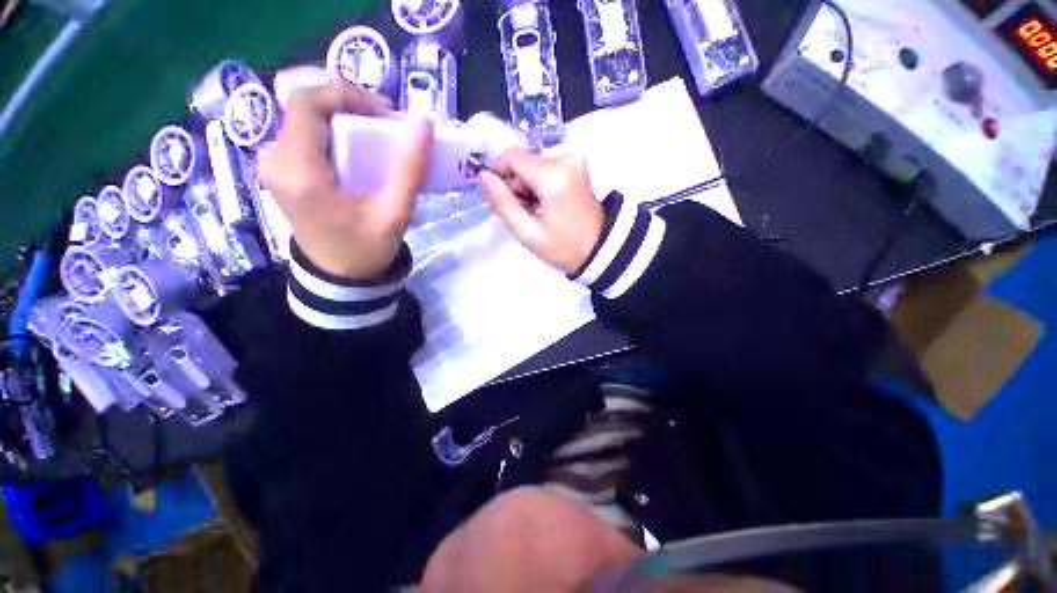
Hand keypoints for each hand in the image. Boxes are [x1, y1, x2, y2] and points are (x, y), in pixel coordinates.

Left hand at [258, 79, 433, 279]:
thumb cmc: (366, 249)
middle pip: (306, 108)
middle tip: (386, 126)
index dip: (346, 95)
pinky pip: (305, 136)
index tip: (384, 113)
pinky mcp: (282, 171)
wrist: (339, 277)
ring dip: (343, 120)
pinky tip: (358, 151)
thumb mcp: (394, 213)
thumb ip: (409, 169)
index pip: (307, 103)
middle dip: (349, 107)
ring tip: (377, 138)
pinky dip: (334, 134)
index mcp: (299, 171)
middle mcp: (276, 160)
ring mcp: (274, 165)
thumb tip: (423, 123)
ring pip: (306, 119)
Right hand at [478, 150, 604, 275]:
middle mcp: (566, 158)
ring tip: (537, 213)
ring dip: (528, 187)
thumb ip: (503, 203)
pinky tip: (547, 206)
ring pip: (534, 165)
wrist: (599, 250)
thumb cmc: (563, 248)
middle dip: (517, 186)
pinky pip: (546, 168)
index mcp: (554, 176)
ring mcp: (575, 160)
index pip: (513, 157)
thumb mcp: (527, 232)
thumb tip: (483, 176)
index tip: (500, 197)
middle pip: (524, 162)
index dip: (499, 173)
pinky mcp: (578, 165)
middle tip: (524, 213)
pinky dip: (540, 185)